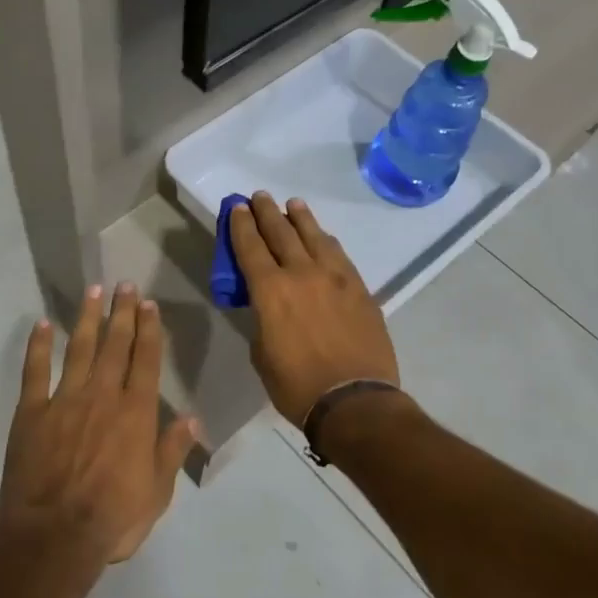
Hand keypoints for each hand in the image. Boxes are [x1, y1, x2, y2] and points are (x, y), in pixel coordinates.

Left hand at [0, 284, 200, 563]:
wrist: (54, 537)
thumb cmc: (113, 518)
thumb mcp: (157, 492)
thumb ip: (172, 450)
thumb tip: (192, 417)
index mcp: (135, 413)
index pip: (145, 360)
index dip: (149, 329)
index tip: (149, 304)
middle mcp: (103, 395)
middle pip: (115, 345)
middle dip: (122, 313)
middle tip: (124, 285)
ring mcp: (65, 400)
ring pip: (78, 348)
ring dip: (86, 318)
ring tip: (92, 291)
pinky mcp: (32, 412)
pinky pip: (35, 371)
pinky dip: (37, 346)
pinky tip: (41, 325)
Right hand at [229, 192, 398, 424]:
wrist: (354, 400)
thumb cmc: (296, 385)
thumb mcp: (262, 353)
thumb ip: (262, 319)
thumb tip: (269, 306)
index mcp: (270, 290)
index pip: (250, 246)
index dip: (241, 225)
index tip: (237, 208)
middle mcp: (301, 273)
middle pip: (281, 232)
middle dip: (267, 212)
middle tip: (259, 197)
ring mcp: (335, 278)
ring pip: (314, 236)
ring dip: (300, 218)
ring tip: (292, 204)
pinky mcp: (359, 288)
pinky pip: (339, 254)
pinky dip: (325, 241)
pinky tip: (323, 237)